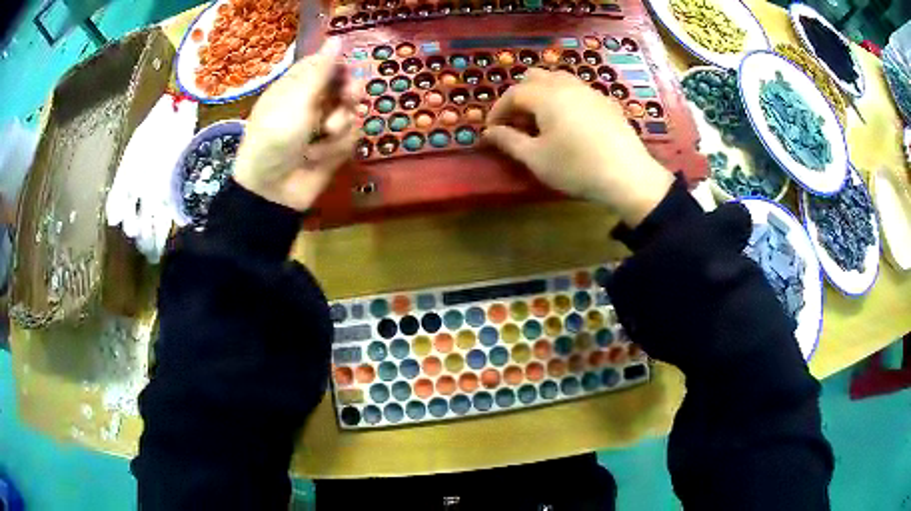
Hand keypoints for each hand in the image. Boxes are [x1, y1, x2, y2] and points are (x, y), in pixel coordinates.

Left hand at [233, 38, 359, 210]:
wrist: (272, 192)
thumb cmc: (275, 140)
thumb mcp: (296, 102)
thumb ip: (320, 71)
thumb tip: (337, 38)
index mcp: (296, 87)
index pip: (325, 65)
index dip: (339, 67)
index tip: (346, 72)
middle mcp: (312, 103)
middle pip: (345, 86)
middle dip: (348, 95)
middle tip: (347, 100)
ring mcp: (323, 126)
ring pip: (352, 112)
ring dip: (340, 126)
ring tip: (322, 138)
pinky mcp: (334, 148)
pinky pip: (352, 137)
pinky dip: (338, 147)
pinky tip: (321, 157)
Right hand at [484, 69, 673, 226]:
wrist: (628, 176)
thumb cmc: (576, 167)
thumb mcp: (536, 158)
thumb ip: (508, 141)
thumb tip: (488, 132)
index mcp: (546, 95)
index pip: (513, 94)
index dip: (498, 111)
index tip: (492, 131)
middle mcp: (567, 85)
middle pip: (535, 78)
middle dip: (520, 96)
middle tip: (517, 122)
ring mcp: (590, 91)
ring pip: (558, 80)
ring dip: (542, 95)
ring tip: (541, 121)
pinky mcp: (607, 102)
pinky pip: (578, 91)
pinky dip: (564, 99)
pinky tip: (569, 123)